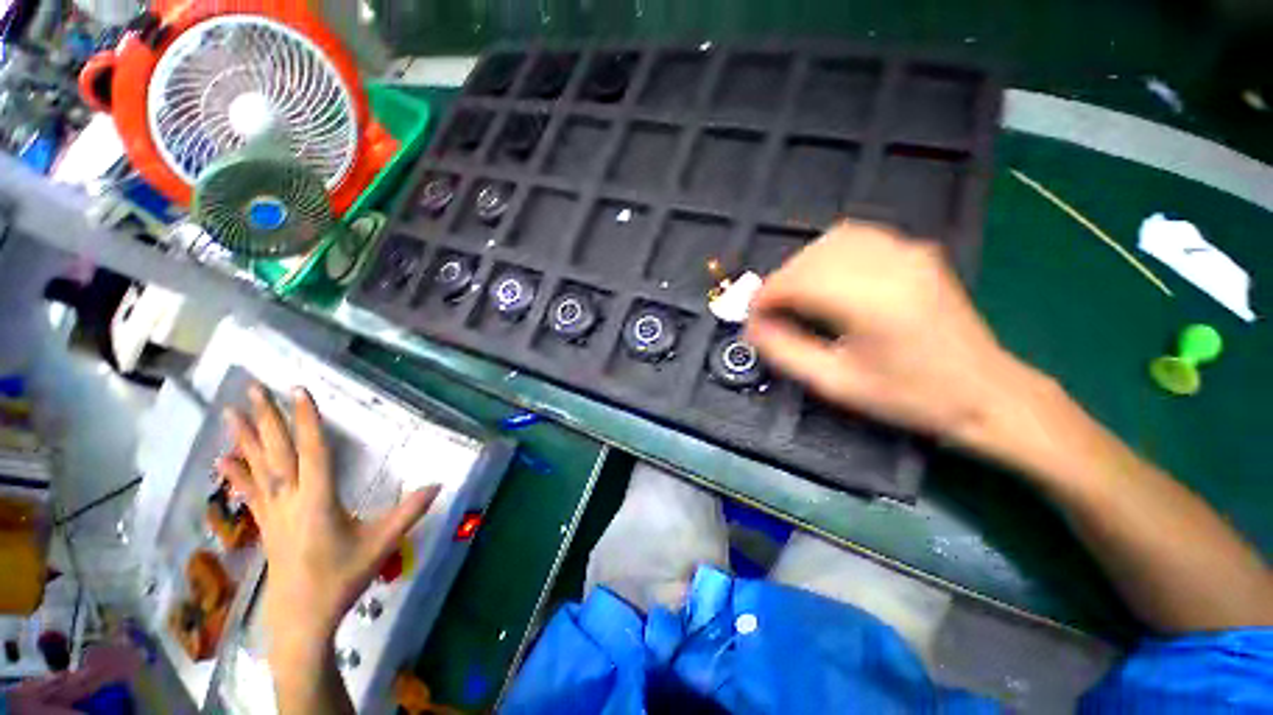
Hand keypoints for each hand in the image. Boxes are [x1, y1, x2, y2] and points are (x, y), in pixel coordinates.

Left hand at [217, 385, 439, 666]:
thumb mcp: (381, 544)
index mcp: (319, 499)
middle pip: (277, 452)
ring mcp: (273, 512)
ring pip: (257, 467)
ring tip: (231, 411)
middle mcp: (291, 499)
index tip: (298, 391)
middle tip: (253, 388)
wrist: (302, 618)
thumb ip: (409, 511)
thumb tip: (439, 484)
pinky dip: (235, 473)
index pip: (313, 451)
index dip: (306, 420)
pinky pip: (249, 492)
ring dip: (246, 438)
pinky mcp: (266, 524)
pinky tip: (223, 459)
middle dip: (267, 418)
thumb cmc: (342, 578)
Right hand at [745, 221, 1029, 446]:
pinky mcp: (916, 251)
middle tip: (769, 313)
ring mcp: (908, 252)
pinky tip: (825, 279)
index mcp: (871, 302)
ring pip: (831, 240)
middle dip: (779, 282)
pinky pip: (858, 237)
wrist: (985, 392)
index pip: (797, 281)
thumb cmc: (909, 396)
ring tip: (793, 297)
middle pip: (811, 257)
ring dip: (801, 266)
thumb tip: (752, 328)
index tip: (752, 319)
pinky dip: (828, 254)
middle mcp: (890, 265)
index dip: (764, 297)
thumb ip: (785, 352)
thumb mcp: (836, 384)